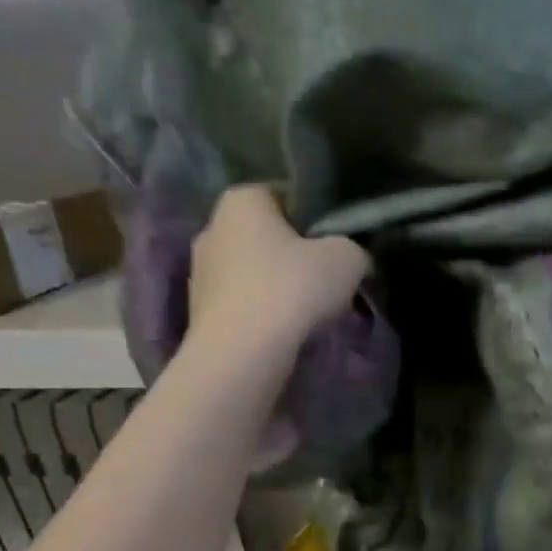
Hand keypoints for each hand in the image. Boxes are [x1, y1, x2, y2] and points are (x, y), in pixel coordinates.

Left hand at [185, 186, 368, 358]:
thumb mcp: (347, 259)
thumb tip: (349, 258)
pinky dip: (264, 315)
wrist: (243, 353)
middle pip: (267, 237)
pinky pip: (244, 305)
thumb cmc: (293, 289)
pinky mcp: (199, 312)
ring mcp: (200, 272)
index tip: (336, 245)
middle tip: (328, 281)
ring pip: (254, 273)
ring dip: (279, 288)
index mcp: (241, 201)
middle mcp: (212, 228)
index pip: (284, 196)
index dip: (316, 219)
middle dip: (295, 256)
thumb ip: (352, 249)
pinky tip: (286, 333)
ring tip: (310, 314)